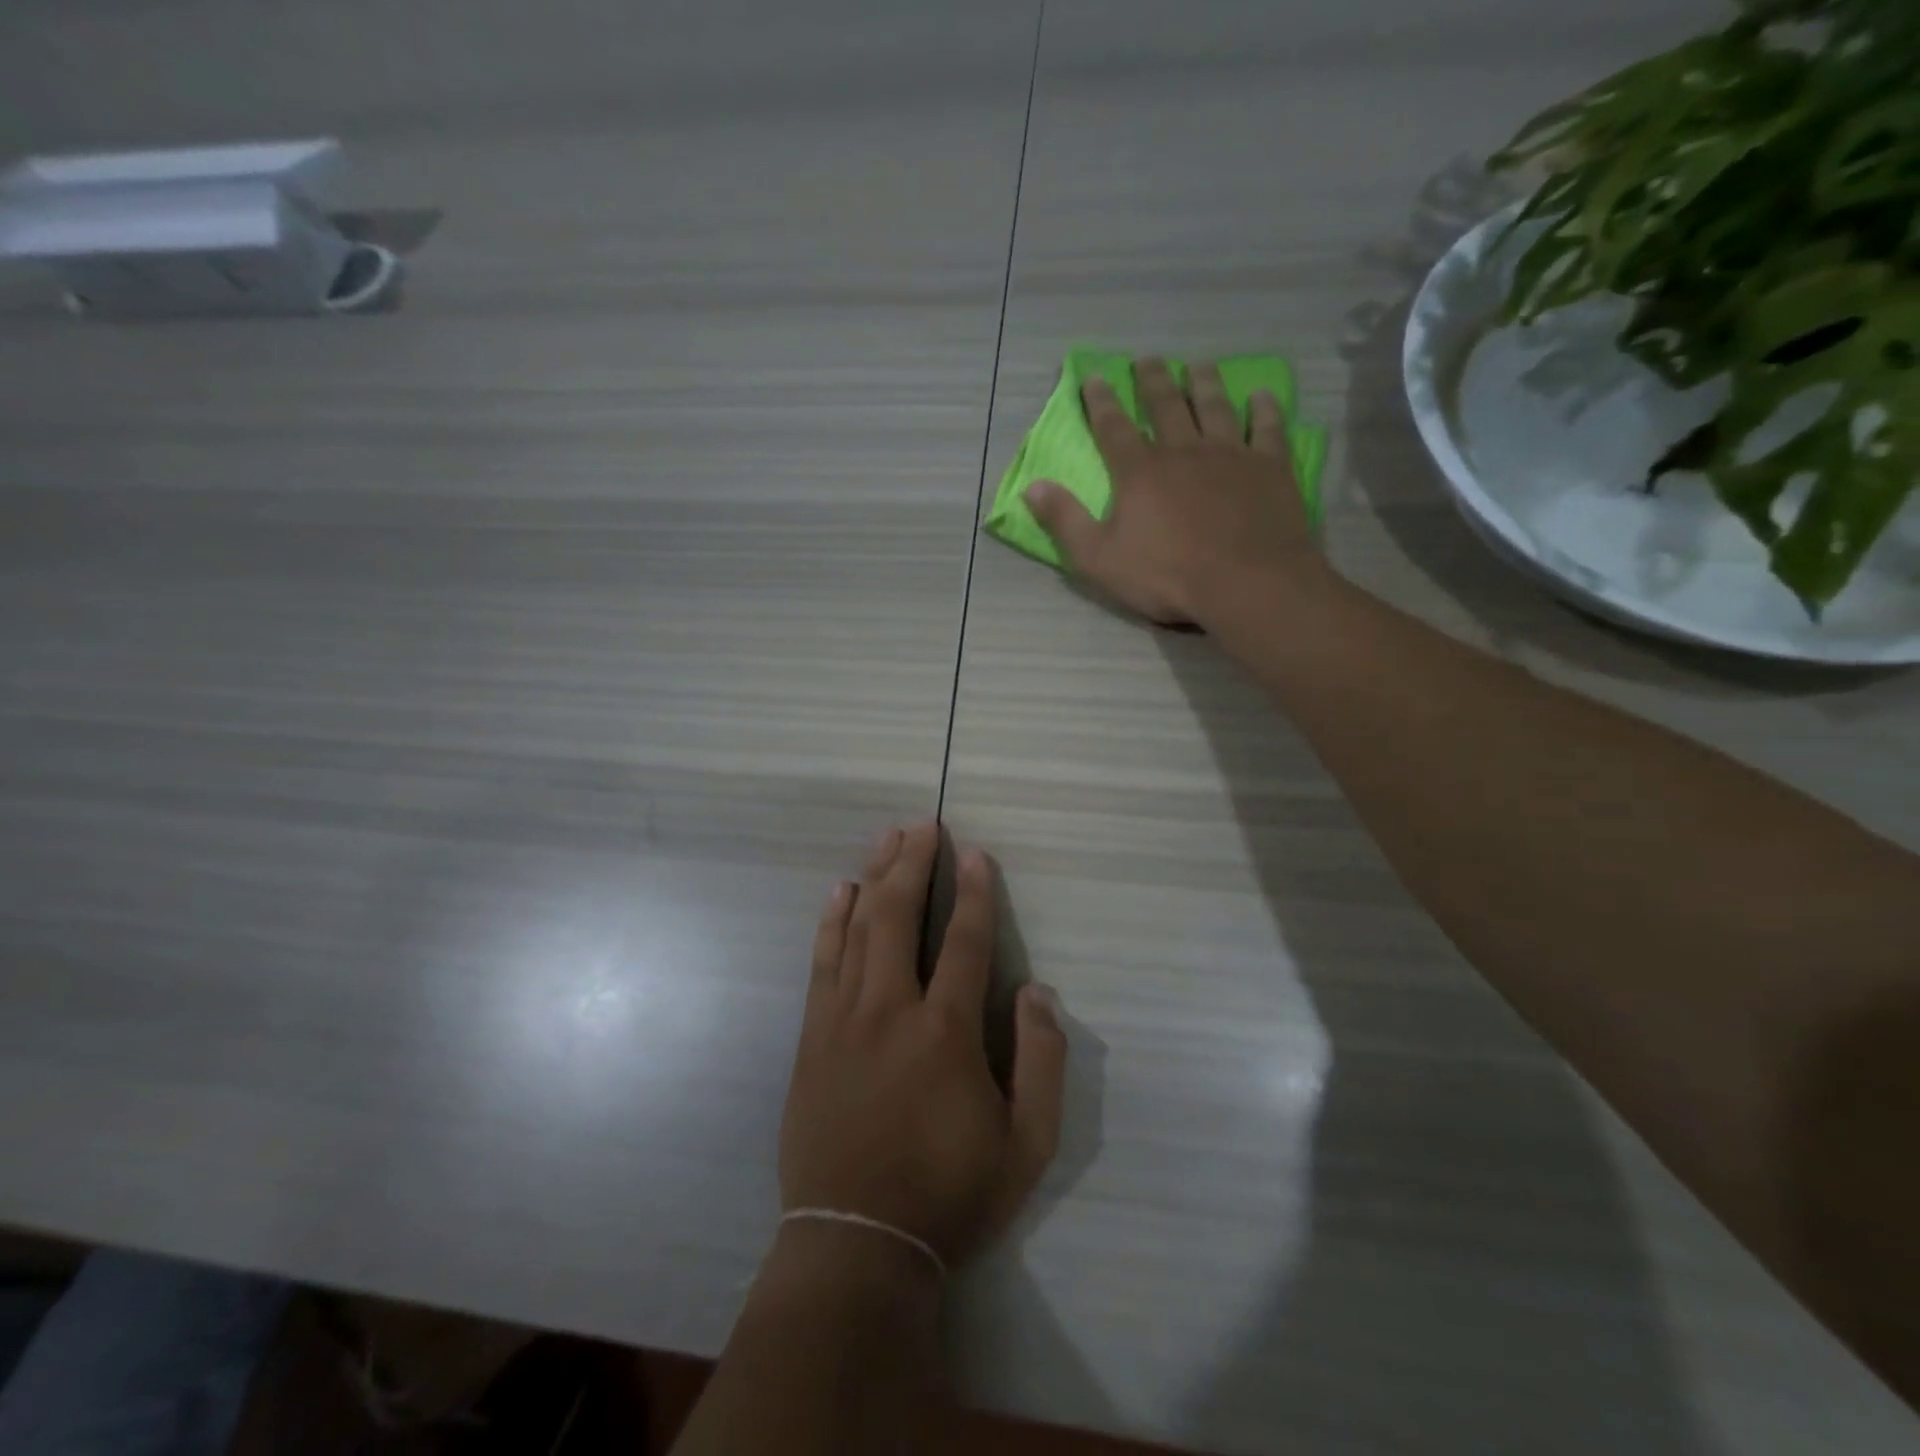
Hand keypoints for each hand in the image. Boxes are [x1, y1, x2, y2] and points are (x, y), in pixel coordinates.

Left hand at [779, 822, 1068, 1266]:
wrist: (857, 1242)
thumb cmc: (950, 1193)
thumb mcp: (1027, 1145)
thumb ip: (1042, 1061)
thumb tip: (1037, 991)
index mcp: (946, 1030)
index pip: (964, 940)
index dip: (974, 892)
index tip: (975, 853)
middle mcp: (891, 1009)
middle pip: (900, 916)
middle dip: (914, 864)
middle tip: (924, 824)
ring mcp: (843, 1018)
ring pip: (859, 928)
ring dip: (875, 877)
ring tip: (887, 838)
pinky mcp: (813, 1036)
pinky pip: (822, 962)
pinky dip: (831, 921)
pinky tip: (839, 891)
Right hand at [1023, 357, 1324, 627]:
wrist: (1246, 583)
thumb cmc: (1167, 576)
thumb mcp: (1098, 558)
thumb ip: (1065, 521)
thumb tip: (1032, 486)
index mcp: (1140, 472)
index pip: (1114, 428)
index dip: (1101, 402)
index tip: (1094, 377)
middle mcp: (1183, 450)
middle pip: (1165, 405)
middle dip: (1152, 381)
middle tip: (1147, 359)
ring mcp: (1231, 455)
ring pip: (1215, 407)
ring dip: (1204, 384)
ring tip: (1198, 366)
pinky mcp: (1270, 467)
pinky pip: (1268, 428)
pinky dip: (1264, 409)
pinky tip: (1263, 396)